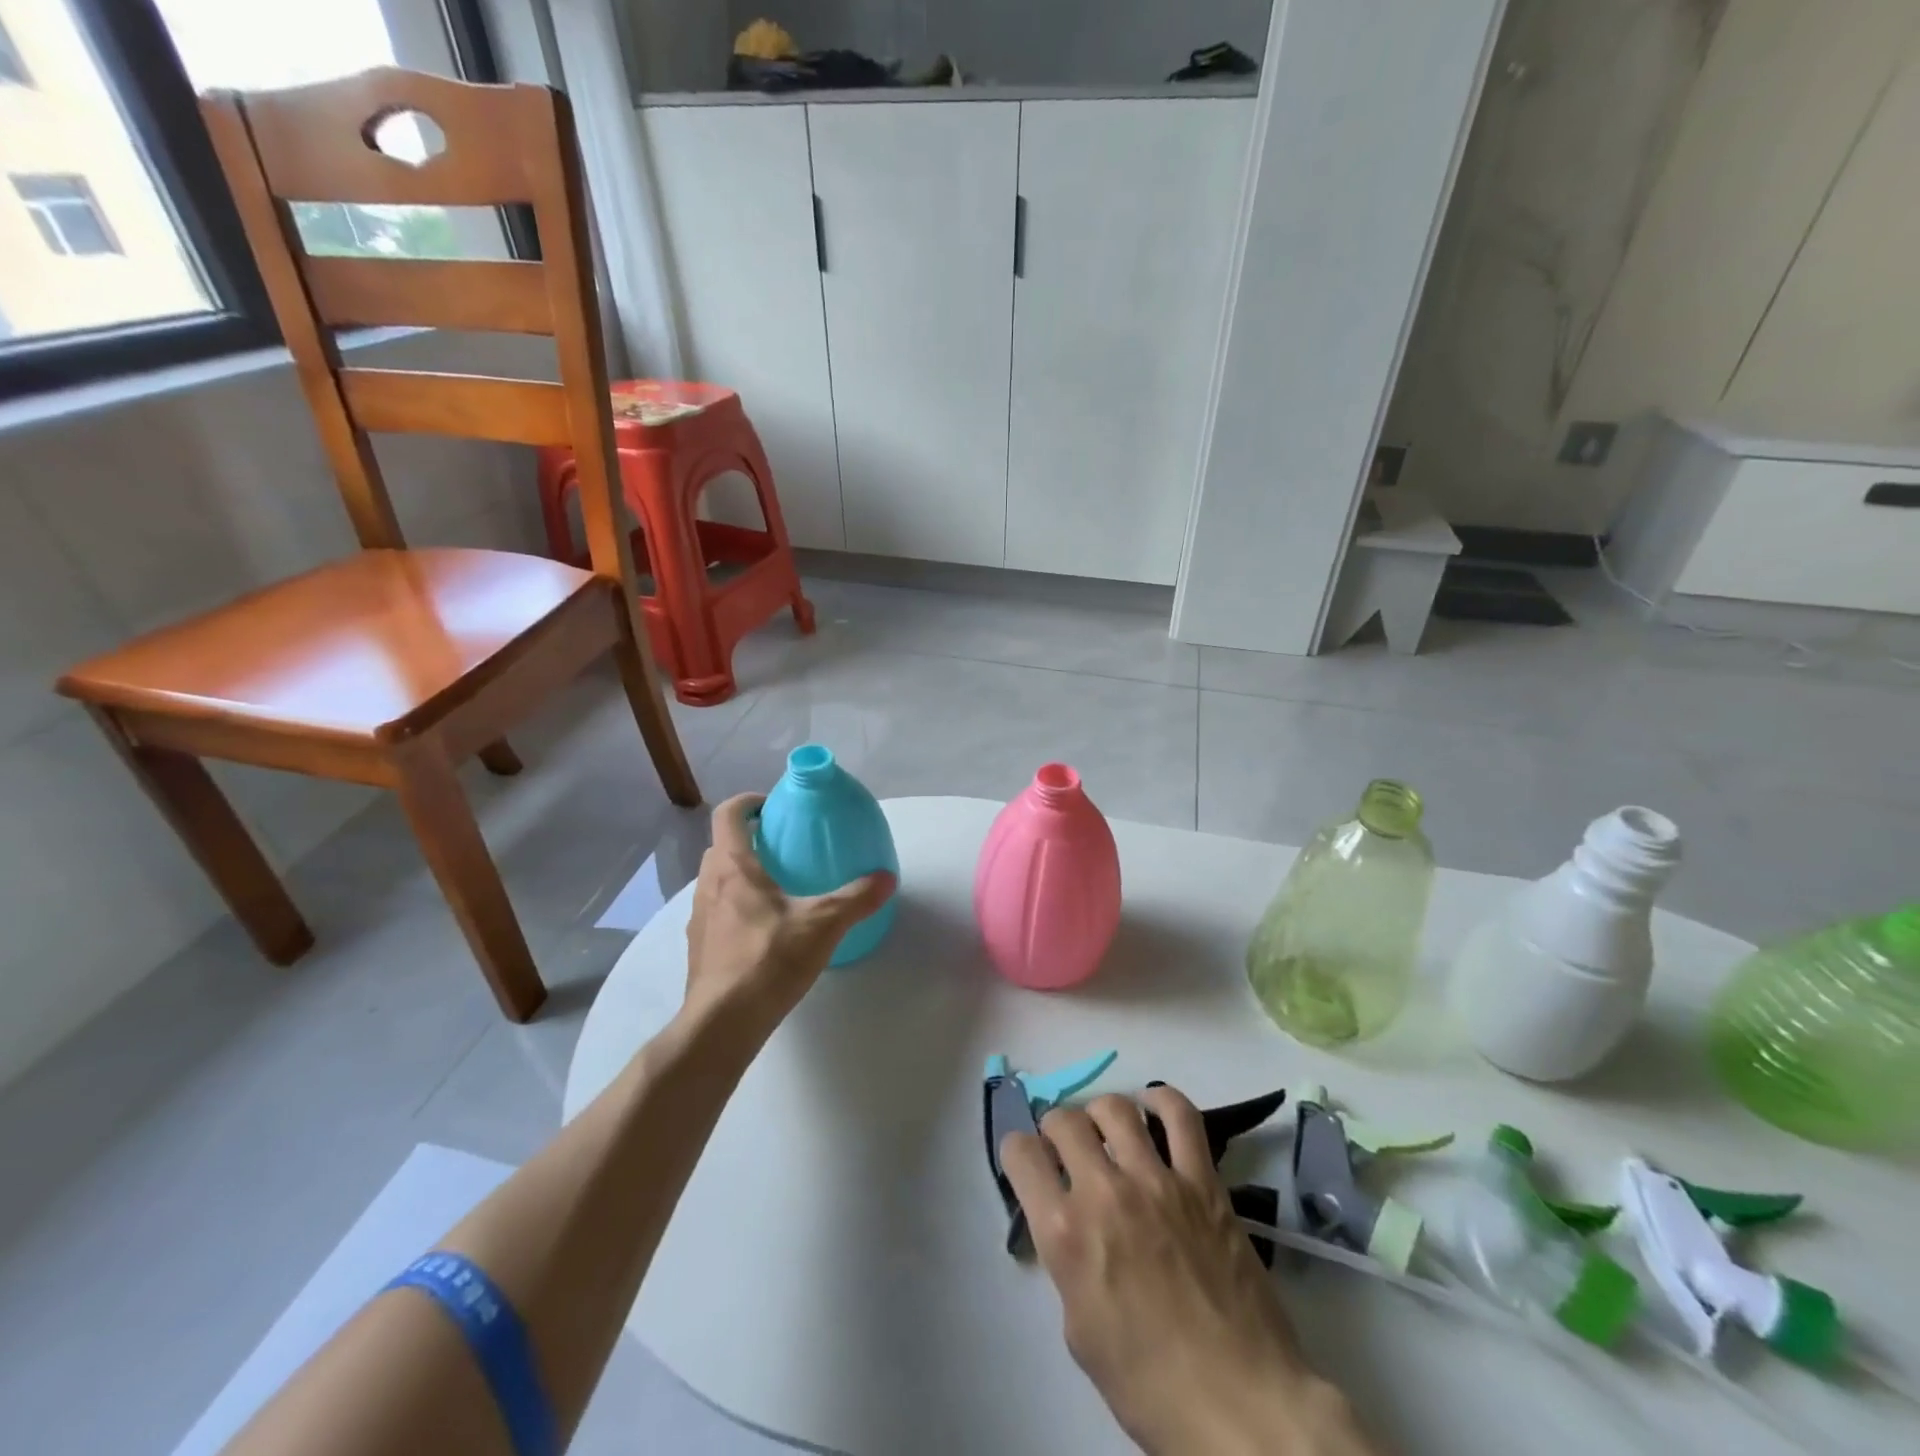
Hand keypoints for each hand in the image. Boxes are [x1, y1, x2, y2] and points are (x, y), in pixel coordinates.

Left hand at [681, 794, 894, 1039]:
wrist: (722, 1023)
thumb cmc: (769, 959)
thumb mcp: (823, 924)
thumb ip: (856, 898)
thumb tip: (887, 878)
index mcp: (733, 867)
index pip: (728, 814)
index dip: (748, 802)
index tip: (772, 807)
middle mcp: (708, 885)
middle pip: (721, 847)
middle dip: (748, 841)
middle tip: (783, 849)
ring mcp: (699, 918)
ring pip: (716, 881)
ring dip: (740, 875)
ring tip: (777, 891)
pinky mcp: (699, 948)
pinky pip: (717, 912)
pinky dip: (736, 908)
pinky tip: (765, 932)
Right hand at [1001, 1087, 1371, 1455]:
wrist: (1240, 1405)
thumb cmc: (1150, 1386)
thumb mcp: (1080, 1331)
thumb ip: (1067, 1263)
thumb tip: (1071, 1227)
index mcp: (1065, 1233)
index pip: (1021, 1155)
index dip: (1017, 1152)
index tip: (1027, 1161)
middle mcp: (1104, 1192)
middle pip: (1064, 1121)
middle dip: (1055, 1128)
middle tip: (1066, 1147)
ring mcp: (1157, 1180)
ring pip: (1115, 1108)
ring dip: (1100, 1113)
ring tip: (1107, 1130)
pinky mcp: (1203, 1181)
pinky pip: (1180, 1115)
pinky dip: (1162, 1100)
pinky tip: (1153, 1107)